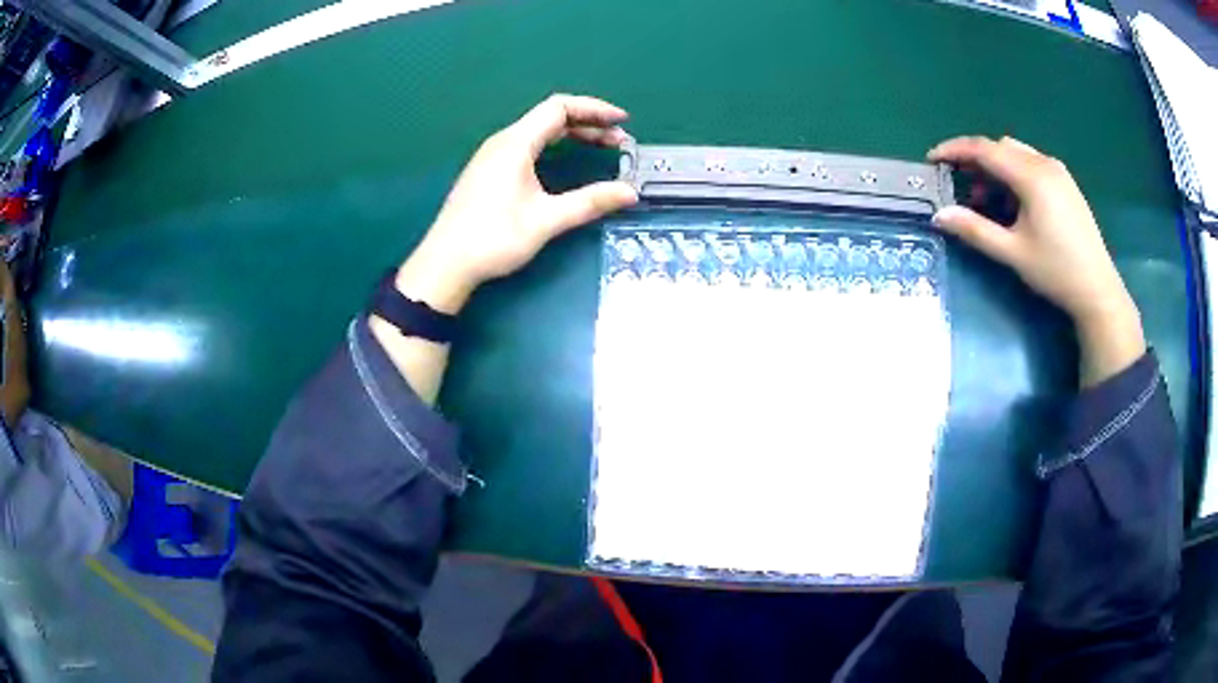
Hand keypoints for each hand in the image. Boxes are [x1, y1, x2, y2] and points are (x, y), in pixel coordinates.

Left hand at [395, 94, 638, 313]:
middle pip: (550, 117)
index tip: (622, 122)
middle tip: (619, 141)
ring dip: (573, 134)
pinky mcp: (489, 170)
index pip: (559, 108)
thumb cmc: (493, 239)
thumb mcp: (546, 220)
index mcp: (515, 144)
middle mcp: (503, 141)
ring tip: (602, 147)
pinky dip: (555, 145)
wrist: (445, 263)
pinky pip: (528, 144)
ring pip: (539, 131)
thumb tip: (630, 193)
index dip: (595, 109)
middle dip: (589, 123)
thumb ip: (589, 202)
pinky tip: (568, 159)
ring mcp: (493, 155)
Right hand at [927, 136, 1144, 385]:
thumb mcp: (1013, 253)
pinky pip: (1032, 163)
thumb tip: (939, 216)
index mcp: (1031, 176)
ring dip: (996, 168)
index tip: (933, 160)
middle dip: (976, 162)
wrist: (1098, 290)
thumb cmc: (1056, 271)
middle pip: (1000, 147)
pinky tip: (1015, 203)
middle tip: (964, 190)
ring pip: (1016, 153)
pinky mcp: (1066, 183)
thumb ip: (975, 230)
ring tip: (990, 200)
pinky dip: (1015, 174)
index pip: (984, 149)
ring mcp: (1058, 171)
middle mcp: (1044, 163)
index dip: (955, 150)